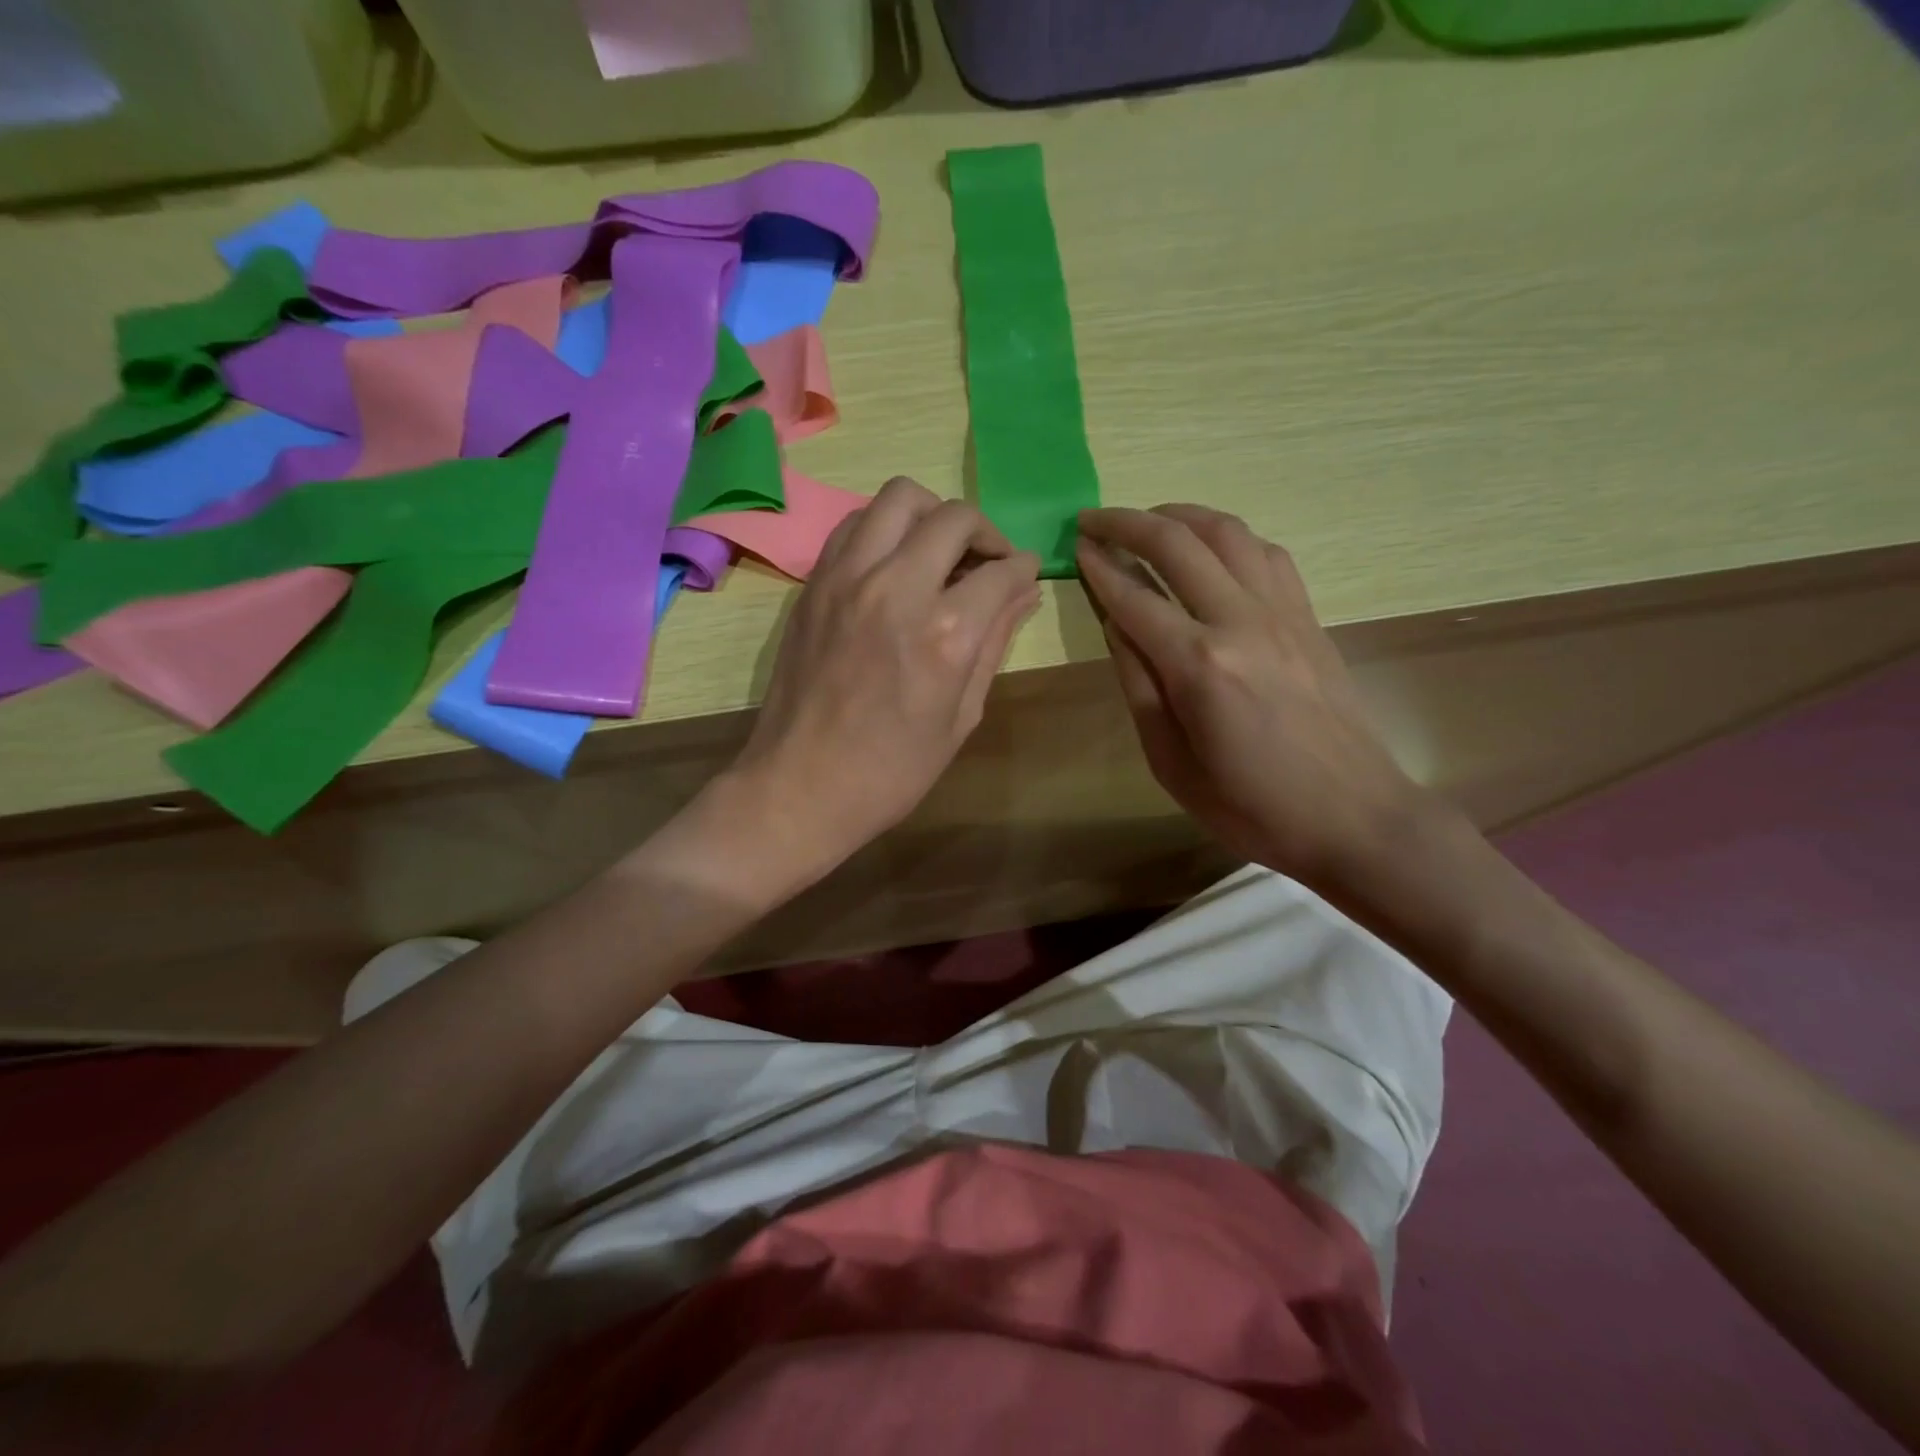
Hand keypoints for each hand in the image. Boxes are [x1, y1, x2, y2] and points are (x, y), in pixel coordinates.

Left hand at [728, 477, 1040, 881]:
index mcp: (944, 633)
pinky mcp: (815, 583)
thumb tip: (1024, 594)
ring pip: (899, 498)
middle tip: (989, 563)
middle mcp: (896, 588)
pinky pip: (855, 524)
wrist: (800, 787)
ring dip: (932, 515)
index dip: (1022, 569)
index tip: (1025, 576)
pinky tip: (894, 561)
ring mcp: (847, 579)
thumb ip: (994, 643)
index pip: (1000, 571)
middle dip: (985, 532)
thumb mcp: (960, 718)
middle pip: (953, 518)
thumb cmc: (892, 771)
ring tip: (941, 550)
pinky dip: (884, 527)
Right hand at [1076, 504, 1434, 893]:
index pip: (1133, 597)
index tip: (1073, 546)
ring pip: (1227, 532)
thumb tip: (1115, 624)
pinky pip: (1267, 554)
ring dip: (1180, 514)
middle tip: (1093, 519)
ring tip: (1148, 520)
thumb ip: (1139, 685)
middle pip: (1177, 544)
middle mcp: (1241, 621)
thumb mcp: (1171, 762)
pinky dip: (1230, 537)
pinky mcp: (1309, 616)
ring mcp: (1283, 612)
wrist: (1353, 817)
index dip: (1098, 567)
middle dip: (1127, 522)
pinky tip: (1212, 548)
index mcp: (1199, 665)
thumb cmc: (1250, 806)